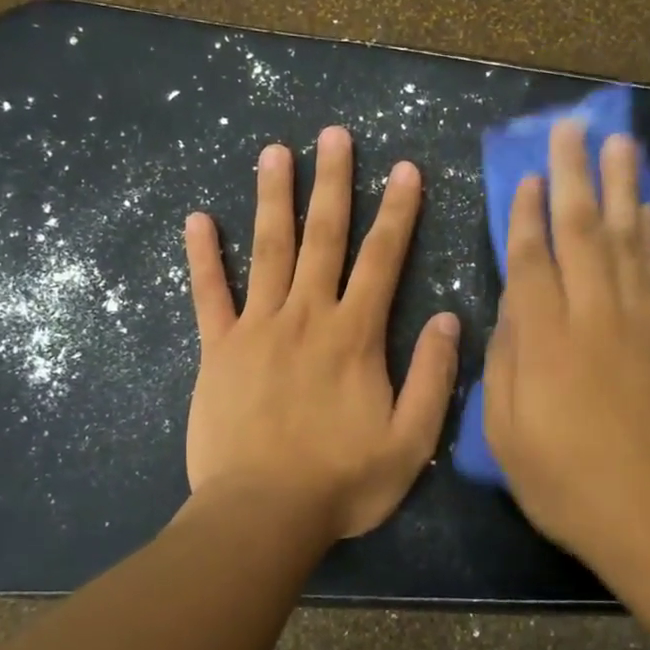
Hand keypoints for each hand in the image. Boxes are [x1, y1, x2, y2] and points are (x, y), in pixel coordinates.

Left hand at [183, 126, 460, 542]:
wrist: (262, 514)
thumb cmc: (343, 481)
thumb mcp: (411, 440)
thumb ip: (434, 377)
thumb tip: (451, 319)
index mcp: (355, 335)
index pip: (383, 259)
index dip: (398, 211)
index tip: (405, 168)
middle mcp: (307, 316)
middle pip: (323, 237)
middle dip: (333, 183)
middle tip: (333, 135)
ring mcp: (257, 328)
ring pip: (268, 249)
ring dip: (274, 198)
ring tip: (274, 152)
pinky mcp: (218, 349)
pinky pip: (209, 294)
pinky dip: (203, 256)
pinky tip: (198, 219)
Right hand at [482, 119, 649, 567]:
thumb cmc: (565, 481)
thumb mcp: (506, 433)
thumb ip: (505, 363)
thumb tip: (510, 311)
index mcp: (544, 340)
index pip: (532, 261)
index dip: (526, 215)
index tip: (526, 176)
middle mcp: (591, 316)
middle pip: (581, 232)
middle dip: (573, 177)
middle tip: (572, 130)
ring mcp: (637, 322)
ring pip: (625, 239)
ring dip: (620, 187)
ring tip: (619, 143)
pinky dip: (649, 232)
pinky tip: (645, 207)